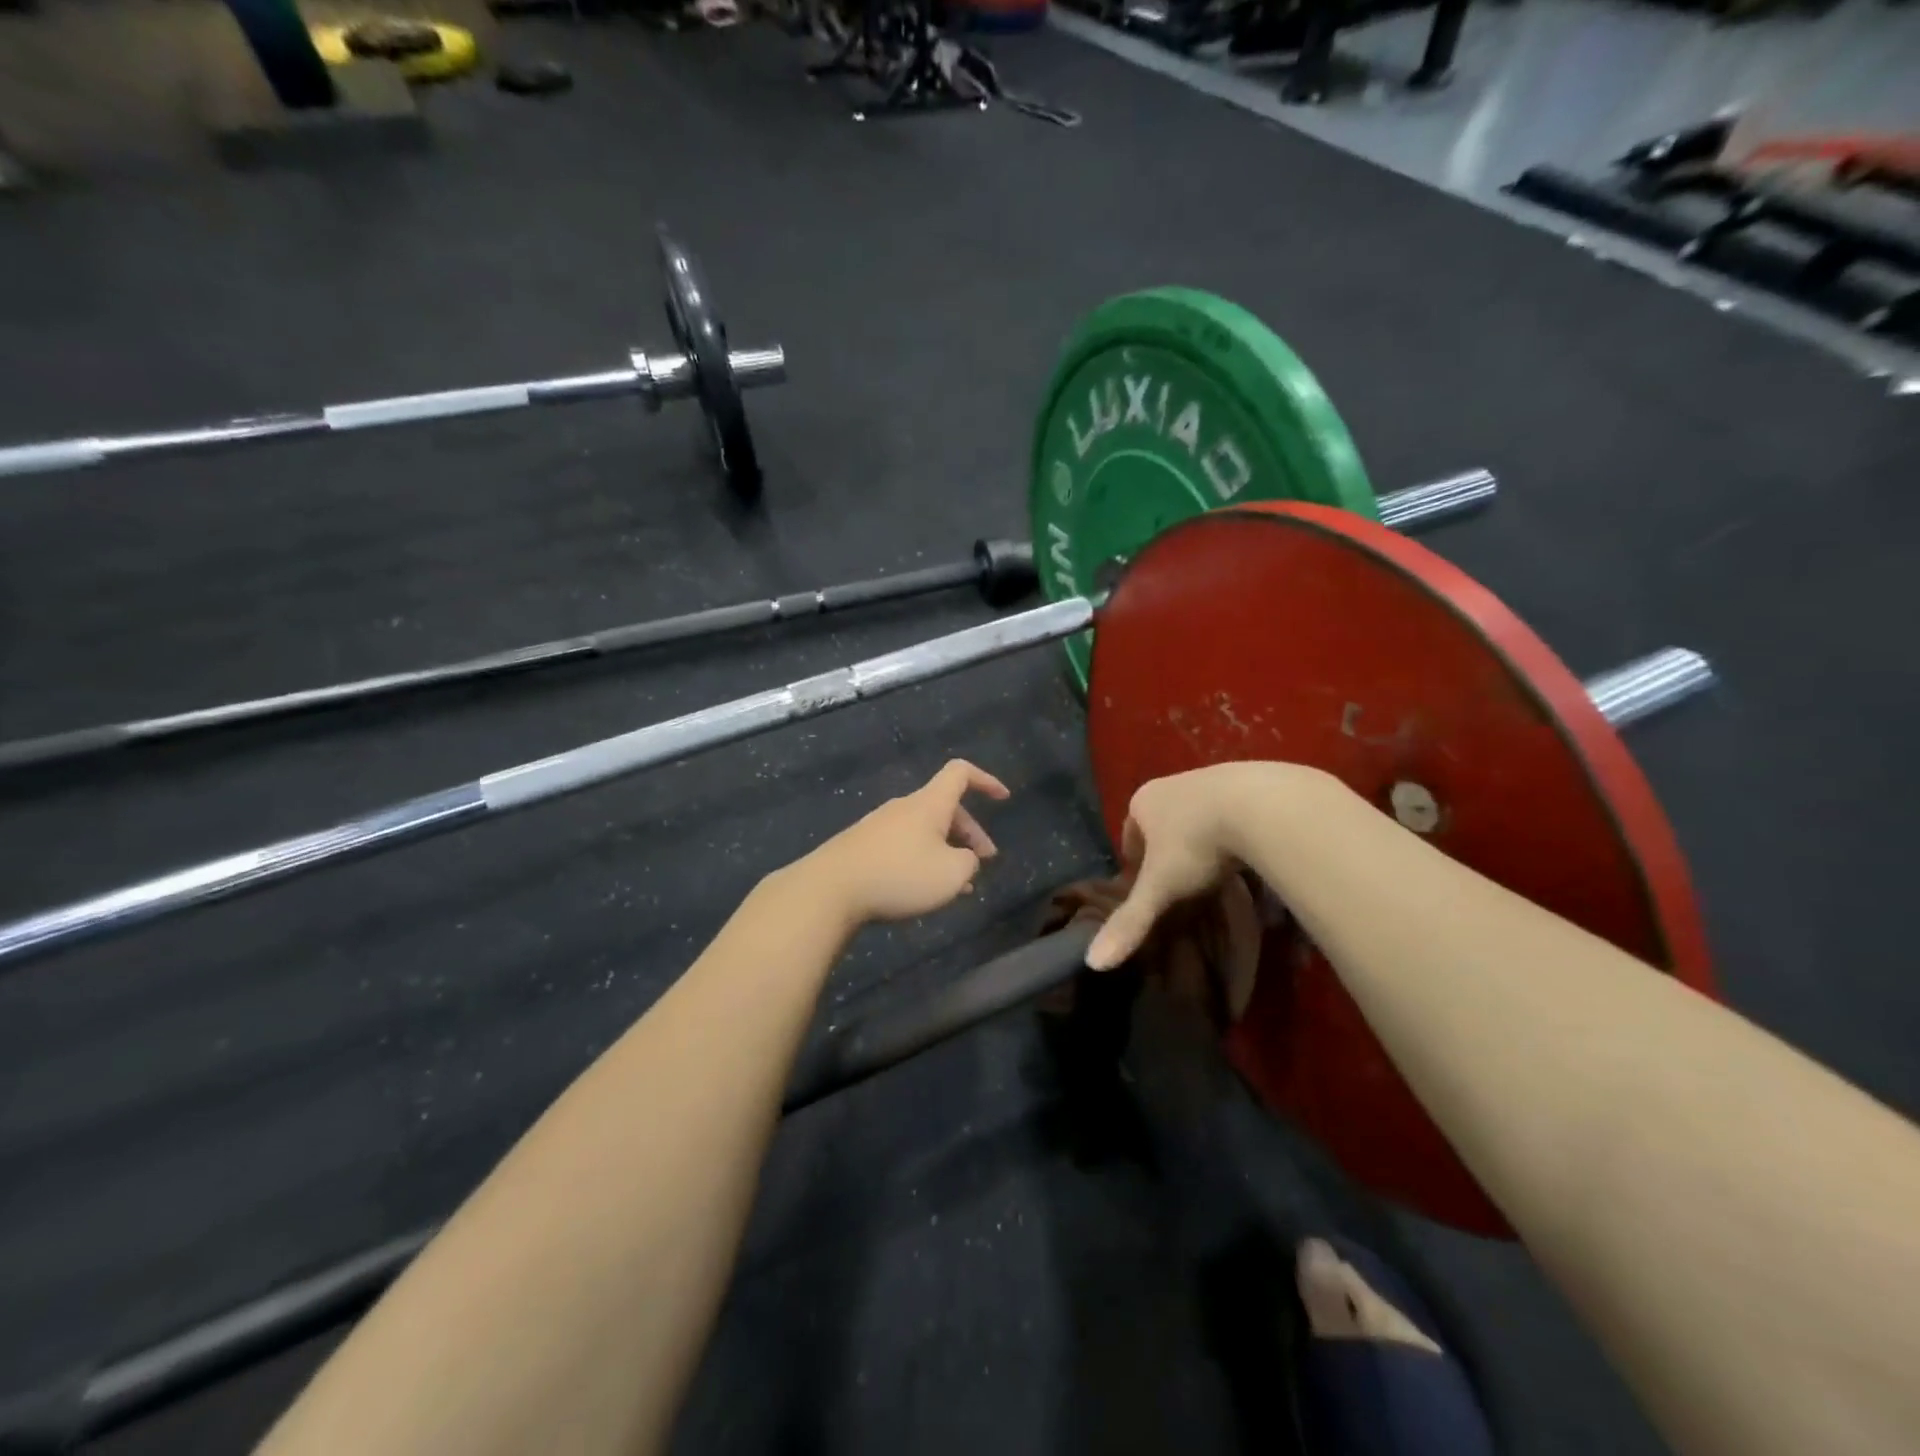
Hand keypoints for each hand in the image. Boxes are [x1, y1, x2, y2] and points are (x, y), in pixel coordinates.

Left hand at [803, 759, 1010, 924]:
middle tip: (984, 862)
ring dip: (946, 851)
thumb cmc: (899, 875)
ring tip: (957, 886)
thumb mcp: (951, 874)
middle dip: (970, 833)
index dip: (986, 780)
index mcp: (929, 803)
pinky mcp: (863, 846)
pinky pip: (903, 846)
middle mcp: (905, 807)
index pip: (961, 773)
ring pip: (924, 831)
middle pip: (945, 807)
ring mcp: (880, 825)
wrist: (830, 889)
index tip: (1003, 798)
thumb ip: (968, 862)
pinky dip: (922, 861)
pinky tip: (922, 890)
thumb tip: (962, 858)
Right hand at [1085, 762, 1297, 970]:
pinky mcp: (1249, 782)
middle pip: (1163, 823)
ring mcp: (1211, 779)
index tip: (1151, 887)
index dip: (1137, 863)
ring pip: (1198, 816)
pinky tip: (1248, 854)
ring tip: (1219, 872)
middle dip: (1170, 850)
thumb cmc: (1197, 844)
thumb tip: (1093, 963)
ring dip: (1204, 839)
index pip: (1130, 834)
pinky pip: (1233, 811)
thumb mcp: (1161, 887)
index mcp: (1143, 801)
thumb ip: (1130, 922)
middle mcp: (1172, 784)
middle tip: (1185, 884)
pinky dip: (1235, 832)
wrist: (1262, 805)